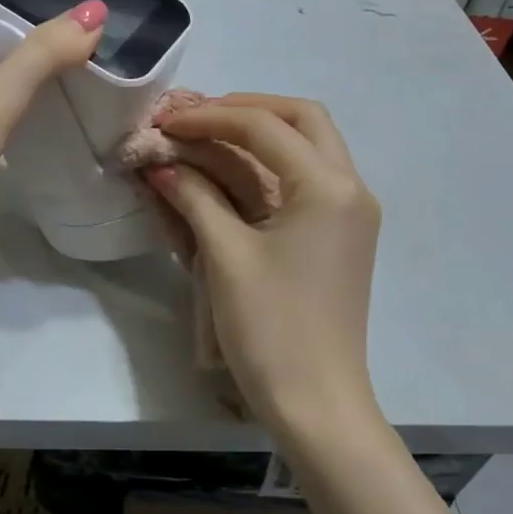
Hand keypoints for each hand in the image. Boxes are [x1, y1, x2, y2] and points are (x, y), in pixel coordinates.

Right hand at [144, 94, 382, 440]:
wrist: (317, 403)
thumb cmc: (272, 328)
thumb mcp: (225, 256)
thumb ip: (194, 197)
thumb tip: (161, 164)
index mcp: (328, 187)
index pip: (265, 128)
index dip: (210, 117)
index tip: (166, 122)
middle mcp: (350, 188)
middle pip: (302, 119)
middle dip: (247, 110)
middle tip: (199, 119)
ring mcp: (351, 212)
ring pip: (309, 146)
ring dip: (259, 135)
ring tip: (207, 138)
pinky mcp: (341, 235)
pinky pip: (308, 178)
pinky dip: (270, 166)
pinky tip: (231, 174)